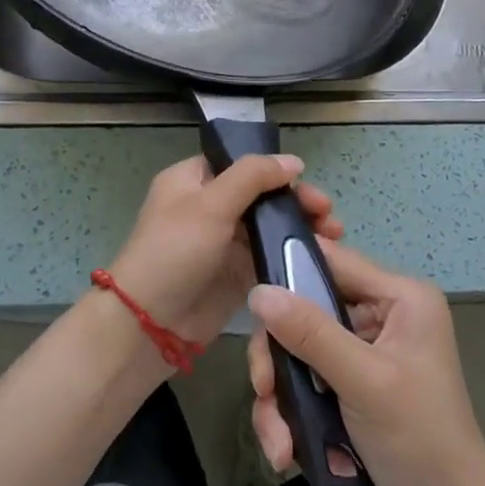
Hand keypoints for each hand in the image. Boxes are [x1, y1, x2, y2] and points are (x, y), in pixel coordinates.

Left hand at [108, 155, 342, 350]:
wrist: (150, 324)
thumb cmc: (174, 251)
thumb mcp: (211, 204)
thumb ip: (253, 177)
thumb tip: (294, 161)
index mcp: (192, 181)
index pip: (240, 164)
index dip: (273, 169)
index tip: (305, 180)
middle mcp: (208, 207)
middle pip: (260, 194)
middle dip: (295, 200)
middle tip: (327, 213)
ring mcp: (222, 242)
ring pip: (268, 225)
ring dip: (299, 227)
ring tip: (333, 235)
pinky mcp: (235, 274)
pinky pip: (268, 256)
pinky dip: (291, 253)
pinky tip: (320, 255)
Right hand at [246, 242, 484, 485]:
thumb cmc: (418, 439)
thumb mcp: (363, 380)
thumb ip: (310, 333)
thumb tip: (258, 292)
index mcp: (400, 297)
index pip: (333, 262)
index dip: (289, 274)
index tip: (253, 305)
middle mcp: (383, 315)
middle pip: (307, 311)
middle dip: (279, 357)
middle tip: (264, 390)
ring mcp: (366, 352)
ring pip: (301, 351)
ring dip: (281, 396)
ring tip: (278, 443)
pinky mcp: (353, 385)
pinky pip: (308, 382)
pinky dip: (293, 414)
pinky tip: (288, 451)